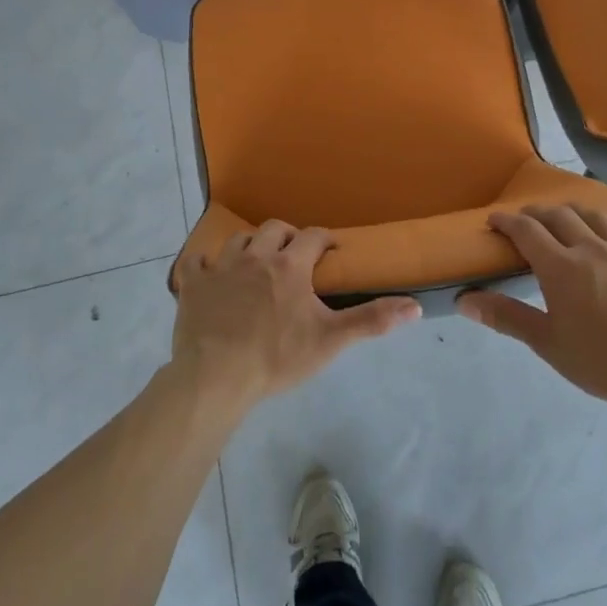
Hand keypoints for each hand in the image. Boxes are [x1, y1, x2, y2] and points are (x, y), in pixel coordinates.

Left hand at [172, 220, 420, 411]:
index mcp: (290, 266)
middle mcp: (256, 256)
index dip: (325, 239)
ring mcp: (220, 267)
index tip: (331, 250)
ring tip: (257, 262)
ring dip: (250, 246)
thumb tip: (414, 306)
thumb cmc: (277, 358)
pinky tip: (210, 275)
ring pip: (238, 240)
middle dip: (288, 236)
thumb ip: (371, 320)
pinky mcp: (192, 284)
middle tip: (295, 254)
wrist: (216, 376)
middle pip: (275, 229)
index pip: (313, 237)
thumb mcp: (330, 341)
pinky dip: (205, 265)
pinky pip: (196, 262)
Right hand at [458, 204, 606, 409]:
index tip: (494, 220)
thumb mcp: (546, 343)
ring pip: (600, 218)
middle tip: (527, 219)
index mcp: (561, 266)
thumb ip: (506, 317)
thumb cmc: (600, 362)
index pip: (526, 231)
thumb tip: (464, 300)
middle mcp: (592, 249)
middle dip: (539, 213)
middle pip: (560, 217)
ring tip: (570, 215)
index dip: (507, 221)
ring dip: (579, 212)